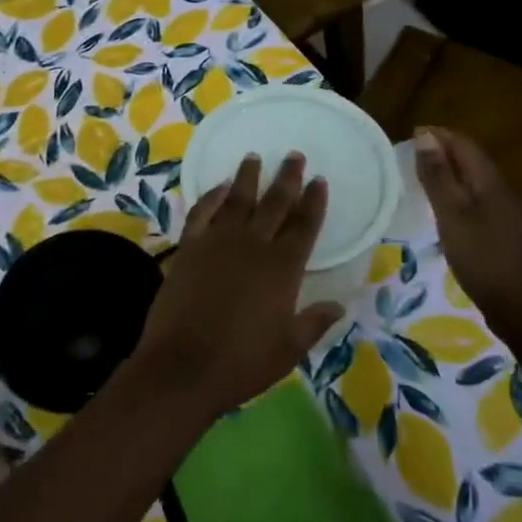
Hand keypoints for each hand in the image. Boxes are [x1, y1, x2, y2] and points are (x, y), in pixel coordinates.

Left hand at [137, 152, 343, 417]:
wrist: (182, 366)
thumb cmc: (241, 362)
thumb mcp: (289, 349)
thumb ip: (314, 322)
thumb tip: (338, 304)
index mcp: (283, 269)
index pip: (304, 226)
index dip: (314, 201)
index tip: (319, 180)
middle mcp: (253, 246)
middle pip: (274, 203)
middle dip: (287, 178)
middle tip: (294, 155)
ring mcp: (217, 243)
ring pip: (237, 200)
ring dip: (248, 177)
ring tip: (255, 157)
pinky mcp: (188, 248)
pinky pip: (202, 212)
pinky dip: (211, 196)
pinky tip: (219, 186)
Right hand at [414, 126, 521, 318]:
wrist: (521, 307)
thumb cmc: (482, 257)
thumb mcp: (452, 214)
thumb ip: (438, 176)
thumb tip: (425, 136)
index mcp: (489, 182)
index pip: (464, 144)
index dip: (438, 135)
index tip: (409, 135)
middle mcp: (500, 190)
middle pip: (471, 160)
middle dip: (443, 151)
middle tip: (409, 154)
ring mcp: (504, 212)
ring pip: (474, 180)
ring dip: (449, 172)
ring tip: (420, 177)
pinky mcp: (501, 232)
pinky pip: (476, 200)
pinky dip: (456, 194)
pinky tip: (442, 209)